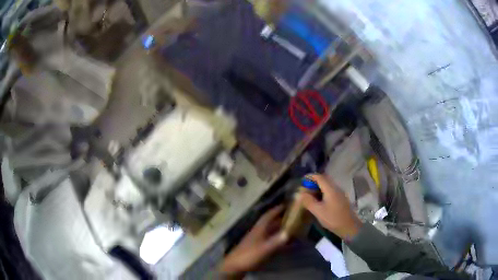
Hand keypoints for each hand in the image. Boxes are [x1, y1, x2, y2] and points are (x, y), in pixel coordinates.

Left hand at [220, 205, 287, 276]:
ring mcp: (257, 241)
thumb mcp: (264, 249)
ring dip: (279, 229)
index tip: (285, 204)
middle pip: (270, 223)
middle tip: (293, 216)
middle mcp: (258, 233)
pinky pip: (270, 241)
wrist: (235, 266)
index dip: (276, 210)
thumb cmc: (248, 255)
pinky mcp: (257, 248)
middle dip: (280, 219)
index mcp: (258, 229)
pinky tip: (283, 242)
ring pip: (270, 232)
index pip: (267, 216)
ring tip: (291, 227)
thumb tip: (288, 233)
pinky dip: (277, 240)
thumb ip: (276, 242)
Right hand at [299, 174, 361, 240]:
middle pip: (325, 179)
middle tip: (305, 187)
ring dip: (319, 186)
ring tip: (310, 194)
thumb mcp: (318, 211)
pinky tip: (319, 200)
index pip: (320, 177)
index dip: (310, 176)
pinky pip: (331, 190)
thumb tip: (299, 194)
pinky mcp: (341, 199)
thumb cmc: (333, 219)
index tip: (302, 180)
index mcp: (330, 189)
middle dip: (314, 181)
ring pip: (328, 185)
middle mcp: (336, 188)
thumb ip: (309, 201)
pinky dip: (323, 191)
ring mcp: (340, 193)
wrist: (349, 227)